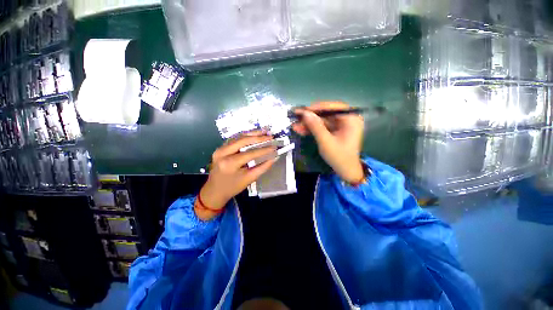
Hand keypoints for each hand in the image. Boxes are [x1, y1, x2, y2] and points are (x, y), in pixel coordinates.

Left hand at [197, 131, 277, 219]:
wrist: (214, 190)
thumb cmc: (233, 187)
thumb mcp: (249, 179)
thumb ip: (263, 167)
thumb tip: (274, 157)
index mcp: (230, 163)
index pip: (250, 153)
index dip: (264, 149)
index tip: (274, 146)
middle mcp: (223, 153)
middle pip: (243, 140)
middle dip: (258, 137)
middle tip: (270, 136)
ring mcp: (220, 149)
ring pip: (238, 137)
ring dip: (252, 134)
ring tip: (264, 131)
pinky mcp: (220, 148)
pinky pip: (234, 139)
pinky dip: (245, 136)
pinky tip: (253, 134)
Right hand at [292, 102, 363, 183]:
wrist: (346, 172)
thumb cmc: (339, 157)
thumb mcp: (326, 142)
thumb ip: (315, 126)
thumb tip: (304, 113)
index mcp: (351, 119)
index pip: (333, 107)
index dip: (317, 108)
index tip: (303, 111)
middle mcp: (347, 119)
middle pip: (326, 114)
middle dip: (310, 118)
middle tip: (296, 118)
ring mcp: (341, 126)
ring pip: (322, 121)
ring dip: (309, 124)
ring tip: (295, 126)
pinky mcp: (335, 131)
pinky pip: (322, 127)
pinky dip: (312, 129)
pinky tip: (301, 130)